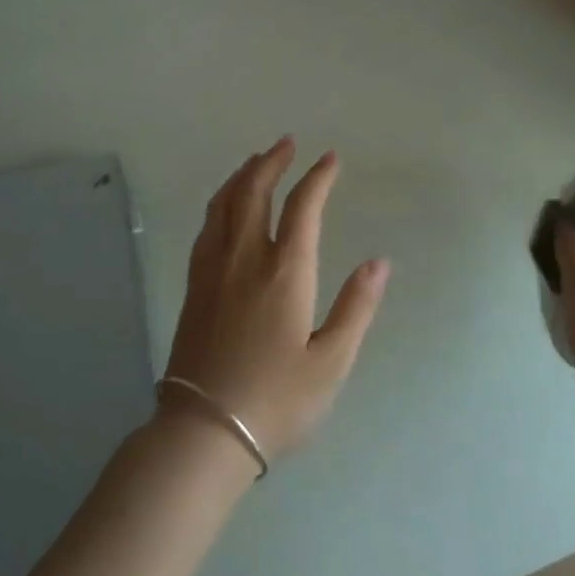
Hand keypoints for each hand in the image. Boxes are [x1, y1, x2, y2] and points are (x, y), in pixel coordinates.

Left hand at [164, 137, 390, 463]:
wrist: (203, 432)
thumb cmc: (276, 400)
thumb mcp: (331, 362)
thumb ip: (356, 307)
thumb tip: (379, 262)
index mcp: (284, 271)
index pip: (303, 206)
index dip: (318, 177)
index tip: (330, 158)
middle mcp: (245, 258)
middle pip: (254, 191)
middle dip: (272, 161)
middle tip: (287, 143)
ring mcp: (213, 269)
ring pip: (224, 203)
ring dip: (242, 175)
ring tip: (256, 161)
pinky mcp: (194, 286)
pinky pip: (207, 226)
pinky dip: (220, 201)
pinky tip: (226, 206)